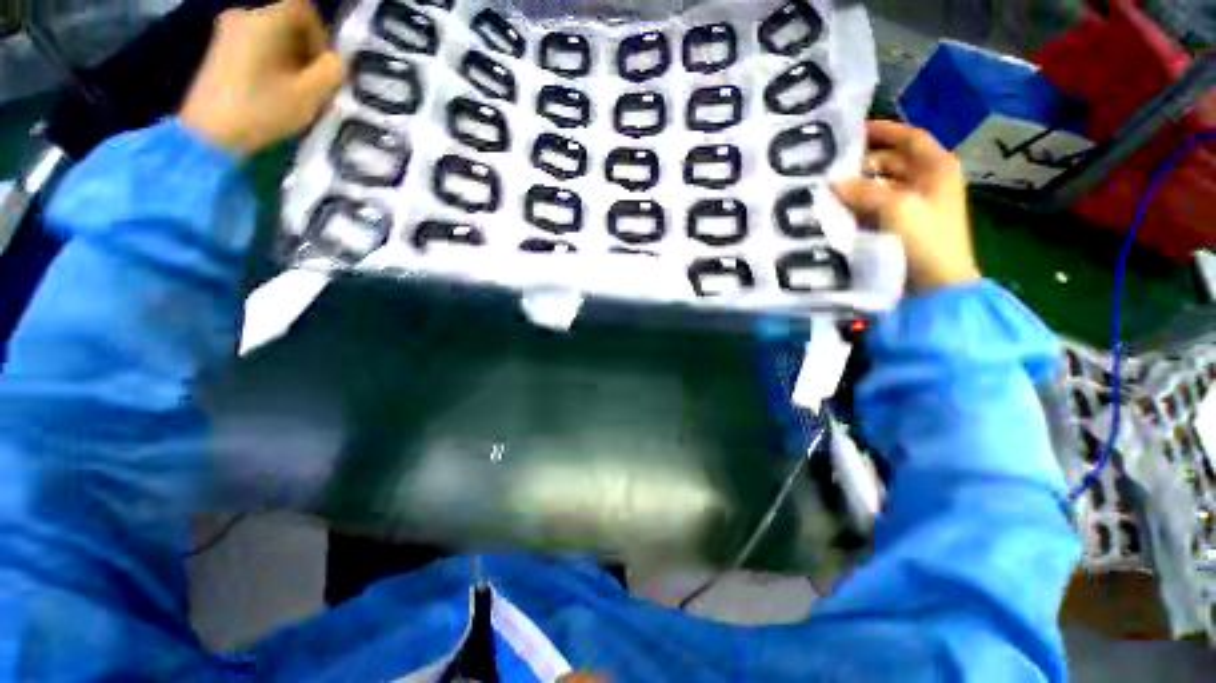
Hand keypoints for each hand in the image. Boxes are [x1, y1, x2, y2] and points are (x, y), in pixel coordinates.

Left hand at [180, 0, 344, 156]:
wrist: (209, 134)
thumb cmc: (262, 110)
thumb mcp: (310, 95)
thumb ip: (332, 71)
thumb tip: (337, 61)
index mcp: (264, 19)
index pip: (303, 8)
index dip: (321, 33)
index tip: (325, 65)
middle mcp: (244, 15)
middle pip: (287, 21)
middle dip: (306, 49)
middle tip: (315, 82)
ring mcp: (227, 31)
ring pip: (273, 34)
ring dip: (291, 58)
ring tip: (296, 90)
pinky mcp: (220, 49)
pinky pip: (257, 44)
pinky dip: (273, 61)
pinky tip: (275, 88)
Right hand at [832, 120, 980, 293]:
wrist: (936, 286)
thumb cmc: (925, 239)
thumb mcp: (896, 208)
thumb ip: (864, 191)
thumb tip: (832, 182)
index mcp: (937, 168)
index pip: (911, 138)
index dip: (885, 131)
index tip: (854, 130)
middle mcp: (927, 183)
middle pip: (893, 163)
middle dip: (863, 163)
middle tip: (830, 167)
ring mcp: (914, 207)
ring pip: (881, 188)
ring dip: (857, 187)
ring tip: (826, 189)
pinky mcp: (900, 228)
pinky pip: (875, 210)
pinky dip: (857, 208)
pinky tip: (836, 211)